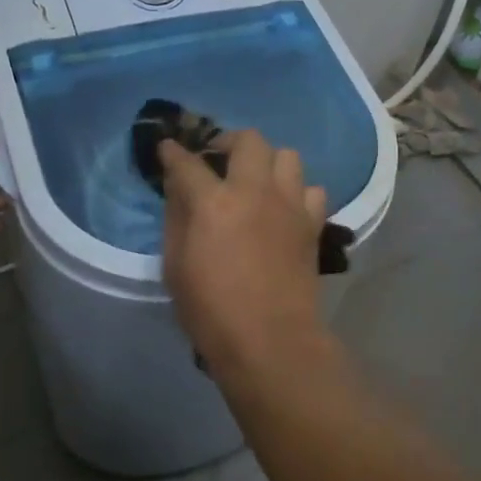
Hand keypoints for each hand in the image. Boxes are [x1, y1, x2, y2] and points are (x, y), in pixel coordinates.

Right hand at [158, 130, 342, 394]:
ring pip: (287, 155)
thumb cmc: (211, 310)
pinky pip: (312, 189)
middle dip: (228, 141)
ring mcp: (290, 205)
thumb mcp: (175, 265)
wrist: (270, 341)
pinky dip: (297, 192)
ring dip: (267, 162)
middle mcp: (255, 192)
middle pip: (248, 140)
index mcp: (214, 203)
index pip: (188, 162)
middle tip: (217, 160)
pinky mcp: (312, 223)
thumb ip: (176, 217)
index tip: (168, 148)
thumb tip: (178, 187)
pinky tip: (284, 208)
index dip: (173, 152)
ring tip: (255, 181)